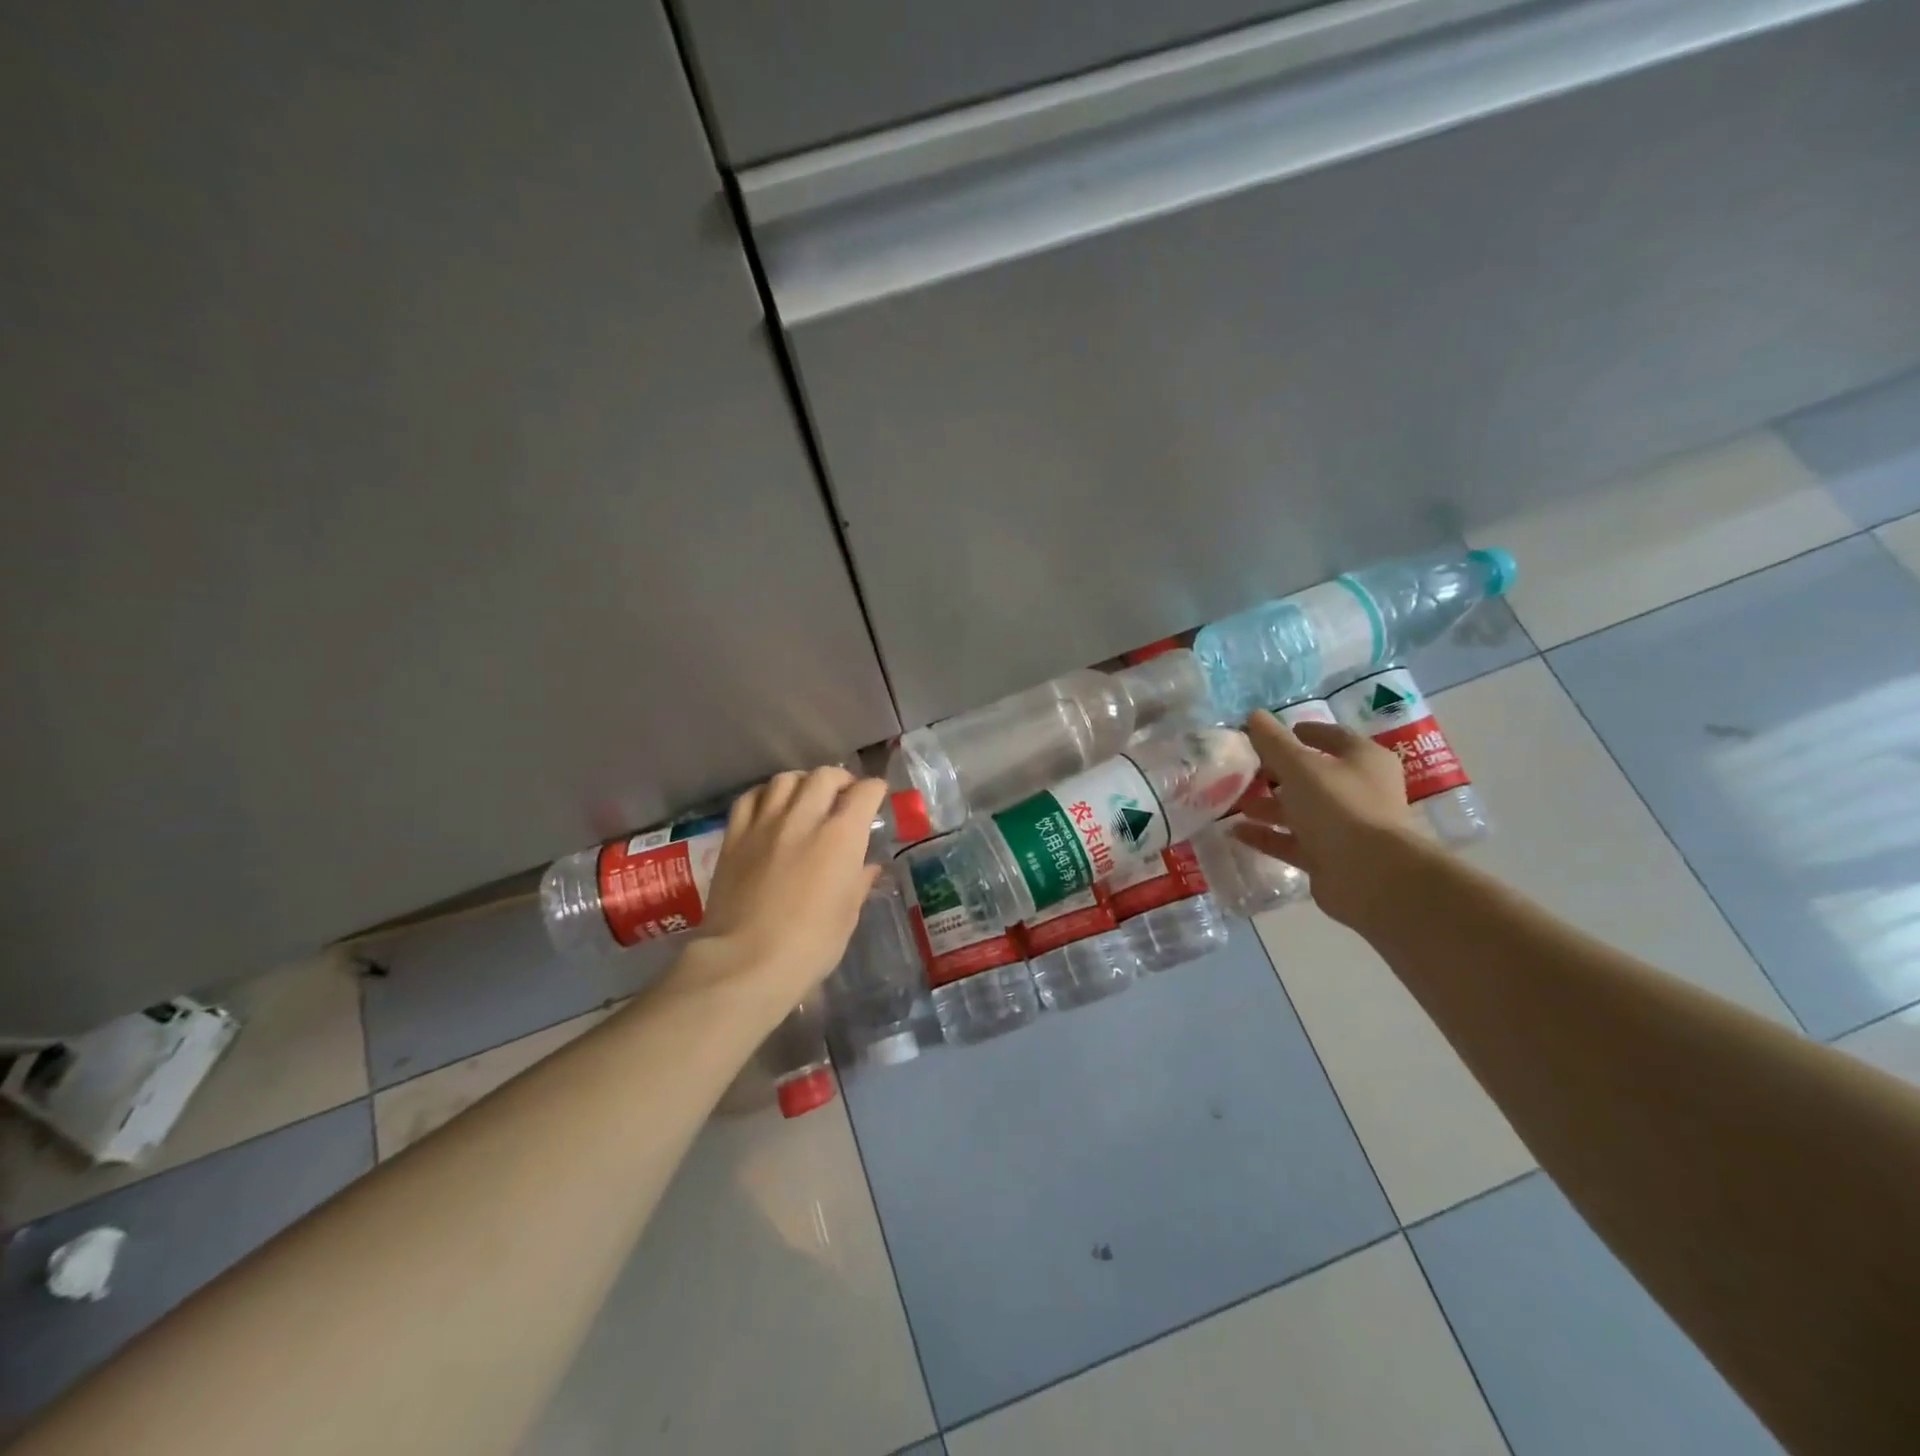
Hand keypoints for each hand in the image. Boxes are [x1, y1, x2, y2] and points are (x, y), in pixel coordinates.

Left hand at [690, 767, 886, 1008]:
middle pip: (824, 776)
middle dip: (840, 781)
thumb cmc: (809, 945)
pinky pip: (750, 798)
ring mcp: (765, 824)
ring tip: (806, 798)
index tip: (877, 798)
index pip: (864, 792)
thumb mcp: (847, 916)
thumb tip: (867, 867)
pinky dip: (765, 795)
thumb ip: (858, 883)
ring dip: (802, 783)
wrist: (745, 962)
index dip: (875, 791)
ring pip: (785, 779)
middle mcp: (804, 818)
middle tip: (843, 797)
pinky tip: (769, 808)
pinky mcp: (734, 837)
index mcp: (841, 837)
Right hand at [1232, 712, 1423, 927]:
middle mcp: (1359, 790)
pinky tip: (1236, 831)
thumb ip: (1274, 742)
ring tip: (1234, 802)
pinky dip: (1267, 835)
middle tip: (1243, 770)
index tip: (1268, 734)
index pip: (1332, 737)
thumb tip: (1254, 715)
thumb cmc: (1339, 806)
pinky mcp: (1330, 857)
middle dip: (1276, 773)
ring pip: (1301, 810)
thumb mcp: (1299, 766)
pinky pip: (1293, 841)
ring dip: (1268, 806)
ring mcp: (1346, 826)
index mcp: (1364, 760)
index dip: (1300, 732)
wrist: (1371, 876)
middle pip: (1313, 776)